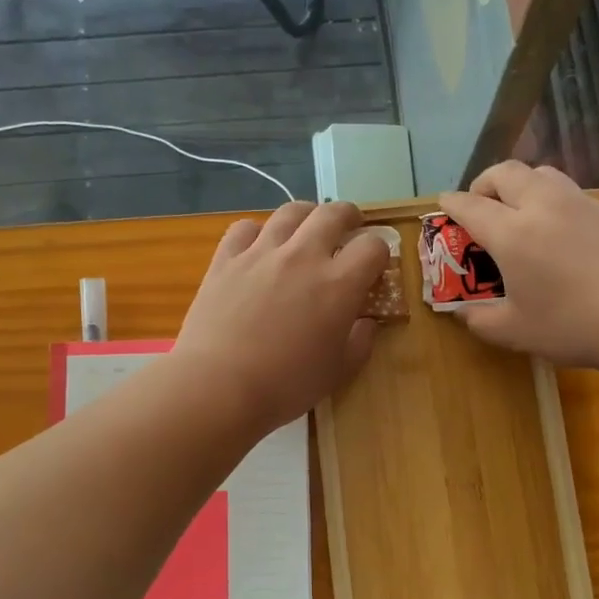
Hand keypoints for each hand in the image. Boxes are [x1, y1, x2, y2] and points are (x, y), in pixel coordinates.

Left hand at [173, 201, 389, 432]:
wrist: (219, 386)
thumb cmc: (286, 386)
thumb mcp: (338, 372)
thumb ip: (360, 342)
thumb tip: (366, 322)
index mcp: (339, 284)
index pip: (372, 247)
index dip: (379, 253)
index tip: (374, 267)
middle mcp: (303, 256)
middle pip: (333, 214)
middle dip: (349, 217)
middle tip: (350, 227)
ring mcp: (261, 253)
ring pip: (290, 212)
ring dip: (306, 215)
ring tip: (307, 227)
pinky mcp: (226, 259)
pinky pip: (245, 228)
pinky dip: (257, 232)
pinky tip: (258, 247)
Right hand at [438, 162, 598, 373]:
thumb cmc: (574, 325)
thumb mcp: (515, 332)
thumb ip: (480, 319)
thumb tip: (463, 312)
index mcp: (512, 233)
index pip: (471, 205)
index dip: (451, 204)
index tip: (443, 204)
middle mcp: (543, 206)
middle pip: (506, 172)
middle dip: (484, 183)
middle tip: (480, 206)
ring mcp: (580, 204)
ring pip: (541, 173)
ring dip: (520, 184)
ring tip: (519, 211)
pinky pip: (569, 191)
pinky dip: (550, 199)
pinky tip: (558, 231)